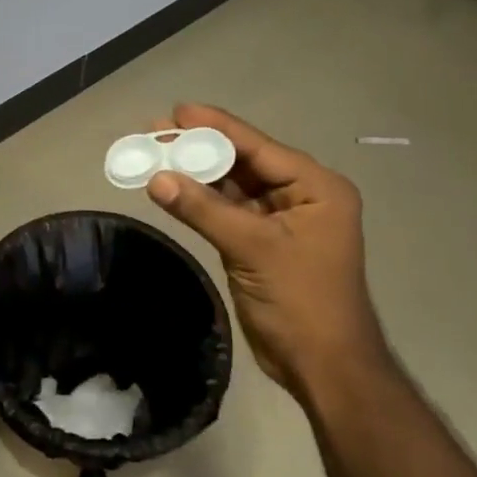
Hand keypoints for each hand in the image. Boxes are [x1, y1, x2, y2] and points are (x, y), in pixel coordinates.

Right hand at [146, 104, 391, 408]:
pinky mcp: (262, 243)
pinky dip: (201, 202)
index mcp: (316, 187)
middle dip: (200, 148)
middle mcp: (301, 196)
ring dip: (197, 173)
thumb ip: (204, 209)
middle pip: (244, 162)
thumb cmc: (301, 302)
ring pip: (233, 186)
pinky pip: (228, 212)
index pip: (258, 147)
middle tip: (155, 132)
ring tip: (154, 154)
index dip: (216, 127)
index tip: (177, 110)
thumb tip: (156, 178)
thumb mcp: (253, 249)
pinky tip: (172, 188)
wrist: (322, 366)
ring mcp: (281, 220)